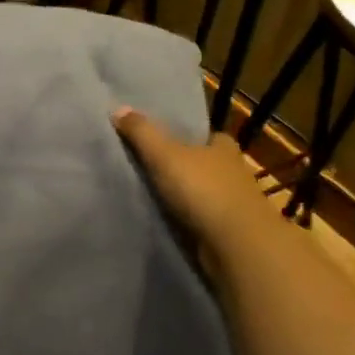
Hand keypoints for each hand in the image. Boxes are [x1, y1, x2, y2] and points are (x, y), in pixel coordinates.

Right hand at [111, 106, 275, 252]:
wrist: (236, 245)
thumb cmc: (203, 190)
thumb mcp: (165, 155)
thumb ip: (142, 133)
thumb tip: (118, 108)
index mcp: (223, 146)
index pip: (206, 136)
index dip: (186, 137)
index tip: (162, 141)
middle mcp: (233, 171)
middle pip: (204, 164)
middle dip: (183, 167)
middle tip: (149, 168)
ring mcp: (234, 203)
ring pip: (204, 193)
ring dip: (185, 196)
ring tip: (151, 196)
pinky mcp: (229, 231)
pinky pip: (202, 219)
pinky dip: (188, 219)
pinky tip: (167, 220)